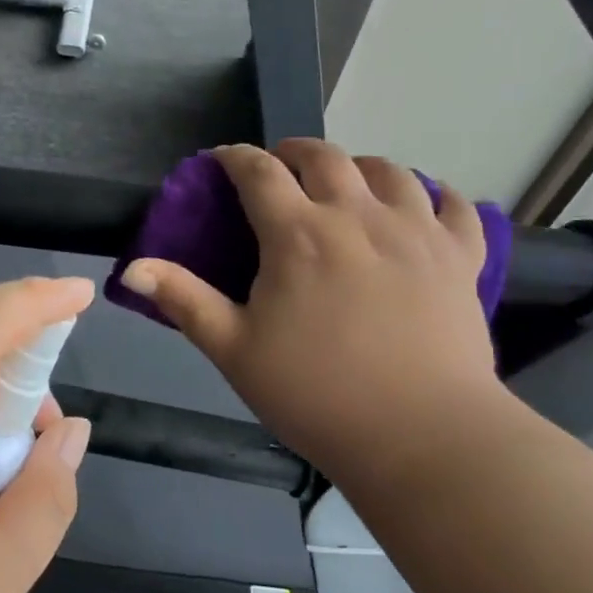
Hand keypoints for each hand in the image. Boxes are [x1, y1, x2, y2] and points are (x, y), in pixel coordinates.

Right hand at [119, 140, 499, 483]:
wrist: (424, 440)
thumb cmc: (318, 396)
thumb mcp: (235, 350)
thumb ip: (184, 300)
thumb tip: (131, 268)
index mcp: (298, 234)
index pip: (258, 171)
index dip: (235, 157)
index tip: (222, 160)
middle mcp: (357, 216)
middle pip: (324, 156)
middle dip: (294, 151)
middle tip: (281, 169)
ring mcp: (416, 232)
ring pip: (390, 170)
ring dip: (360, 166)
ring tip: (348, 184)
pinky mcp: (460, 258)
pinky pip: (455, 207)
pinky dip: (437, 196)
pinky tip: (424, 205)